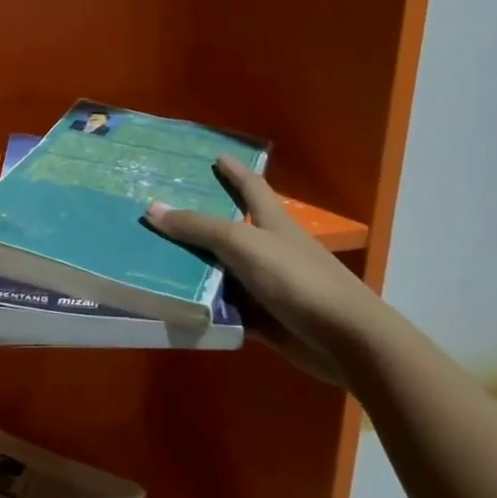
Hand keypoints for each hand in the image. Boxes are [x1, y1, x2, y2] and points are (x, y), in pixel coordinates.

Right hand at [146, 157, 392, 384]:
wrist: (344, 340)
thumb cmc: (296, 278)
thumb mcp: (242, 244)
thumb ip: (198, 228)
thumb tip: (152, 209)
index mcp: (272, 222)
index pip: (251, 187)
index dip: (234, 171)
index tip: (216, 157)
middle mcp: (269, 250)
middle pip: (229, 230)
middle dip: (198, 223)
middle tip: (160, 213)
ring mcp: (267, 286)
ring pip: (222, 272)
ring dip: (194, 269)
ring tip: (152, 260)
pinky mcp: (265, 319)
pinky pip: (226, 310)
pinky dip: (205, 308)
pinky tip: (175, 306)